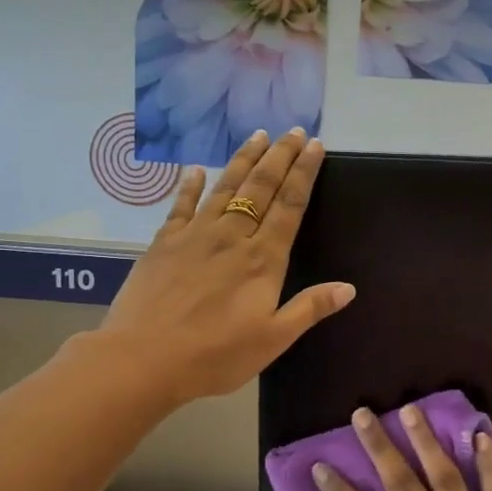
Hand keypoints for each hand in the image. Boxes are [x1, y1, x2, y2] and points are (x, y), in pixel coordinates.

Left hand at [98, 129, 354, 406]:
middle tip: (294, 131)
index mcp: (262, 260)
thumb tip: (349, 288)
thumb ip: (310, 308)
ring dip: (244, 160)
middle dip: (280, 156)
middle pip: (261, 187)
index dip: (304, 173)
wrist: (142, 359)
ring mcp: (195, 236)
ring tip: (258, 136)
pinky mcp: (164, 243)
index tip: (314, 146)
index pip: (290, 206)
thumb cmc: (214, 355)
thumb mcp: (272, 339)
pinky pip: (180, 206)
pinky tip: (195, 169)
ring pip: (225, 188)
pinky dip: (189, 185)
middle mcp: (232, 237)